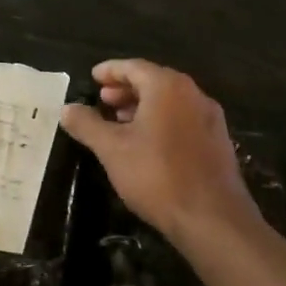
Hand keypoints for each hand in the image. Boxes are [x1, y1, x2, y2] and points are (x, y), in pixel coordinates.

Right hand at [60, 60, 258, 244]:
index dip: (110, 70)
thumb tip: (66, 108)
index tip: (93, 77)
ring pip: (170, 102)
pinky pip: (184, 119)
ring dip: (143, 106)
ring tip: (120, 122)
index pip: (134, 67)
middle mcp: (193, 94)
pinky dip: (162, 121)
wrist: (213, 219)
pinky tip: (147, 144)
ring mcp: (210, 119)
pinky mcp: (218, 142)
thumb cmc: (157, 175)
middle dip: (126, 89)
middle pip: (154, 81)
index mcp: (168, 87)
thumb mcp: (112, 149)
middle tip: (103, 100)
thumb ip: (87, 125)